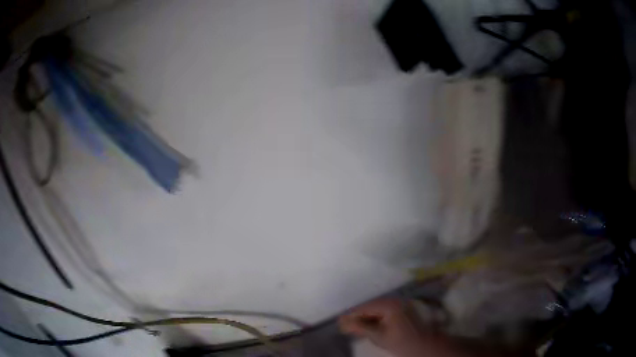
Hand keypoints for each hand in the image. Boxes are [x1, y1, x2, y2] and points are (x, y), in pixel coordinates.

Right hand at [339, 298, 428, 356]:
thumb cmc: (402, 342)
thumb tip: (344, 322)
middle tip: (344, 325)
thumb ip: (361, 327)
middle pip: (370, 307)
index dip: (351, 315)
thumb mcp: (379, 336)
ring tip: (353, 326)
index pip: (365, 307)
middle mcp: (394, 300)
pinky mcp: (402, 310)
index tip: (339, 321)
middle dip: (357, 316)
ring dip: (365, 318)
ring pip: (376, 309)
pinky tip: (367, 325)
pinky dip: (374, 318)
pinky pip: (383, 311)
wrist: (424, 345)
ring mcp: (399, 304)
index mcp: (389, 305)